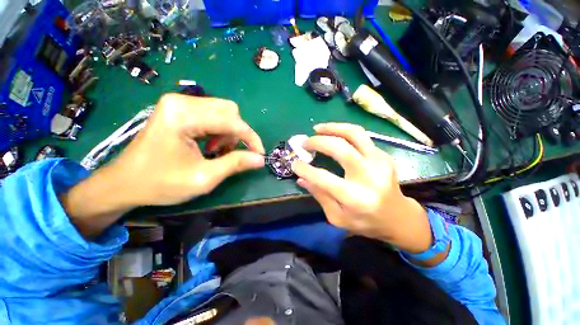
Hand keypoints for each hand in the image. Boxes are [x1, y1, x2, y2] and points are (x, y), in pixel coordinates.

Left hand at [111, 94, 264, 205]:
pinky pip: (212, 115)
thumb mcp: (203, 178)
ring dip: (228, 133)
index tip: (259, 154)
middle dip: (237, 134)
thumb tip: (260, 159)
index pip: (231, 121)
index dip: (250, 138)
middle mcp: (182, 101)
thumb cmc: (160, 183)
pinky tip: (209, 145)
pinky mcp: (179, 109)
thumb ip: (235, 164)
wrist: (125, 183)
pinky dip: (219, 131)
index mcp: (183, 115)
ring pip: (223, 112)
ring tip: (216, 152)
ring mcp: (179, 103)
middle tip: (229, 154)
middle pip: (229, 111)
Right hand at [291, 123, 432, 253]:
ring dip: (333, 127)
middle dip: (318, 142)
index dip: (305, 169)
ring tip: (318, 128)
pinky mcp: (383, 155)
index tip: (294, 163)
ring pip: (355, 133)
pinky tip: (333, 135)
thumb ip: (319, 196)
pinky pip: (361, 137)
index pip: (324, 179)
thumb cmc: (366, 222)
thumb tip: (301, 179)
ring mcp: (380, 162)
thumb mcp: (338, 218)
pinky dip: (343, 132)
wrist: (399, 217)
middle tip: (305, 142)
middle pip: (341, 149)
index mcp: (356, 198)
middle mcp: (369, 176)